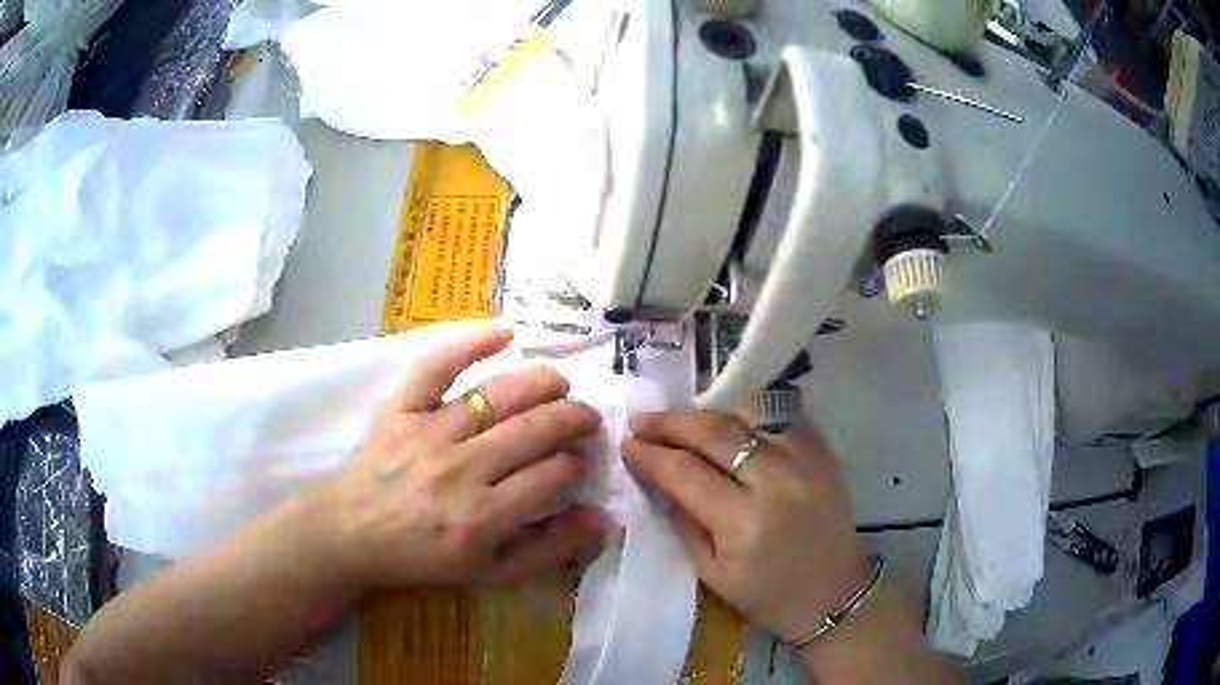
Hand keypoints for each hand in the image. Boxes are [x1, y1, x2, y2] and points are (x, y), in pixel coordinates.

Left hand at [314, 322, 607, 589]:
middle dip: (573, 419)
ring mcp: (429, 433)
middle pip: (535, 430)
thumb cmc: (421, 558)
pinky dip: (472, 341)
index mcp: (483, 518)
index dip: (576, 463)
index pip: (553, 476)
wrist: (350, 534)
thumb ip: (548, 550)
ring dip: (542, 382)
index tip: (578, 460)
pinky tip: (506, 331)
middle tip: (584, 418)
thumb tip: (600, 517)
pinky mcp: (401, 407)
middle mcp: (460, 471)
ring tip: (559, 384)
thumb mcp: (489, 574)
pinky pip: (438, 365)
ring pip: (500, 395)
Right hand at [623, 410, 868, 642]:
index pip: (685, 471)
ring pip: (748, 412)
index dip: (650, 453)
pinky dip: (748, 414)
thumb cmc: (767, 595)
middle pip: (715, 431)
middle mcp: (777, 482)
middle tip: (643, 420)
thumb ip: (681, 520)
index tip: (627, 443)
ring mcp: (805, 460)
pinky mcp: (823, 452)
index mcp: (744, 523)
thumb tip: (656, 476)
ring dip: (709, 412)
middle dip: (672, 421)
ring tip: (685, 422)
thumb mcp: (711, 573)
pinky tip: (729, 424)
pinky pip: (779, 415)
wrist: (834, 593)